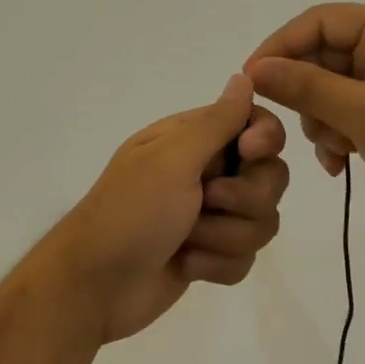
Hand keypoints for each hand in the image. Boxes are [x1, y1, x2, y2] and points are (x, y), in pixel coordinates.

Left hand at [45, 75, 289, 344]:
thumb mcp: (172, 160)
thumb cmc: (130, 213)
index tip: (249, 153)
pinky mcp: (210, 255)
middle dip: (245, 199)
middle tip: (206, 203)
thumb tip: (244, 76)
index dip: (264, 140)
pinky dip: (217, 265)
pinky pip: (245, 258)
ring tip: (187, 243)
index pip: (255, 124)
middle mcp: (205, 173)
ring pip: (261, 222)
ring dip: (226, 237)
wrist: (95, 287)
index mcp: (191, 140)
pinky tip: (186, 266)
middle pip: (270, 177)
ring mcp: (208, 217)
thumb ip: (216, 122)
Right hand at [245, 4, 364, 240]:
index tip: (250, 82)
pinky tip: (340, 164)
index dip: (279, 47)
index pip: (318, 21)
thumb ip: (305, 87)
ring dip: (321, 121)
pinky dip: (336, 136)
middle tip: (297, 126)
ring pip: (327, 90)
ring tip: (337, 149)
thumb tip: (253, 70)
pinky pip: (344, 113)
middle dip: (305, 95)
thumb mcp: (363, 114)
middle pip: (321, 56)